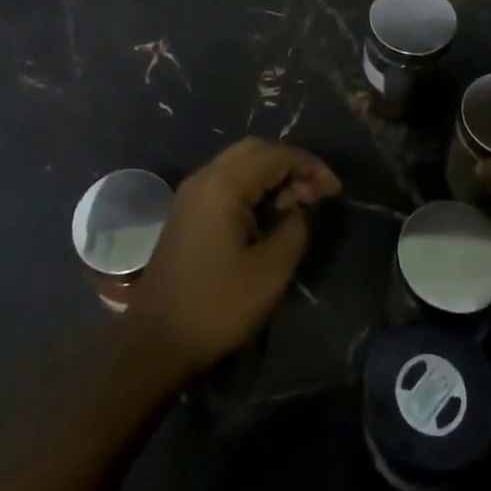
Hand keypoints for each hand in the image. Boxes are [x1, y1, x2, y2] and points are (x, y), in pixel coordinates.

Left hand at [126, 139, 340, 384]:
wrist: (154, 340)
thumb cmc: (216, 306)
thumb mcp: (269, 273)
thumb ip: (293, 230)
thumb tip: (298, 210)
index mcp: (223, 185)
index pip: (275, 155)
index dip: (310, 166)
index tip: (335, 190)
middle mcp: (205, 177)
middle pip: (255, 150)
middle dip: (290, 164)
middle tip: (316, 194)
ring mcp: (192, 192)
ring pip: (239, 163)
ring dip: (271, 175)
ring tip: (297, 205)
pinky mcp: (187, 210)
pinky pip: (226, 181)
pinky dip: (252, 186)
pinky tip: (268, 214)